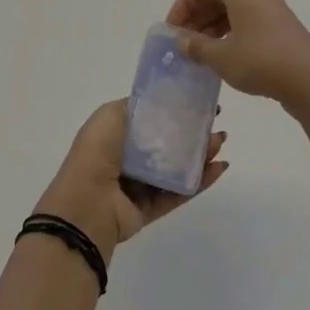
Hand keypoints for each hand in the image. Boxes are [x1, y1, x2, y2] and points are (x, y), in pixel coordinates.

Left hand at [36, 98, 228, 258]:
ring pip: (177, 168)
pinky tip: (219, 167)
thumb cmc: (97, 152)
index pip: (150, 119)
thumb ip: (136, 106)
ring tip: (221, 142)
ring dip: (200, 155)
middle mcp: (127, 158)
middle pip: (168, 143)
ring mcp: (140, 185)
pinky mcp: (151, 208)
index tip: (198, 102)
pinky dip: (200, 181)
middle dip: (192, 133)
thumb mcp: (111, 114)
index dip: (174, 110)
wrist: (88, 202)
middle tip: (216, 123)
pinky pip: (180, 192)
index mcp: (115, 134)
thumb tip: (159, 103)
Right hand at [166, 0, 309, 120]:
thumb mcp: (221, 56)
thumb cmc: (261, 61)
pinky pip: (247, 21)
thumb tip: (181, 40)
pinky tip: (222, 56)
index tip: (173, 29)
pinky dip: (230, 33)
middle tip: (183, 41)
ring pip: (233, 9)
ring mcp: (272, 9)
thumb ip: (196, 46)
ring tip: (199, 52)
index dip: (184, 4)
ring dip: (212, 27)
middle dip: (196, 16)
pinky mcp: (281, 27)